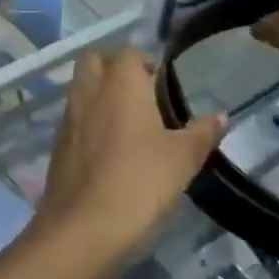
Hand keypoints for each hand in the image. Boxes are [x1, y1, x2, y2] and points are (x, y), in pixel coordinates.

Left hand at [33, 49, 224, 263]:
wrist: (83, 225)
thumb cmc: (140, 182)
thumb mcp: (183, 158)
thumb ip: (202, 132)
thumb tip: (221, 115)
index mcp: (119, 83)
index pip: (129, 53)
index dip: (147, 65)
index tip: (164, 90)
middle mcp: (88, 90)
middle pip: (95, 60)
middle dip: (114, 68)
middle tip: (142, 97)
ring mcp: (68, 116)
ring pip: (81, 87)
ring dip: (100, 95)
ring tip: (129, 125)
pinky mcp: (57, 142)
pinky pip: (74, 117)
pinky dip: (88, 121)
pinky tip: (109, 149)